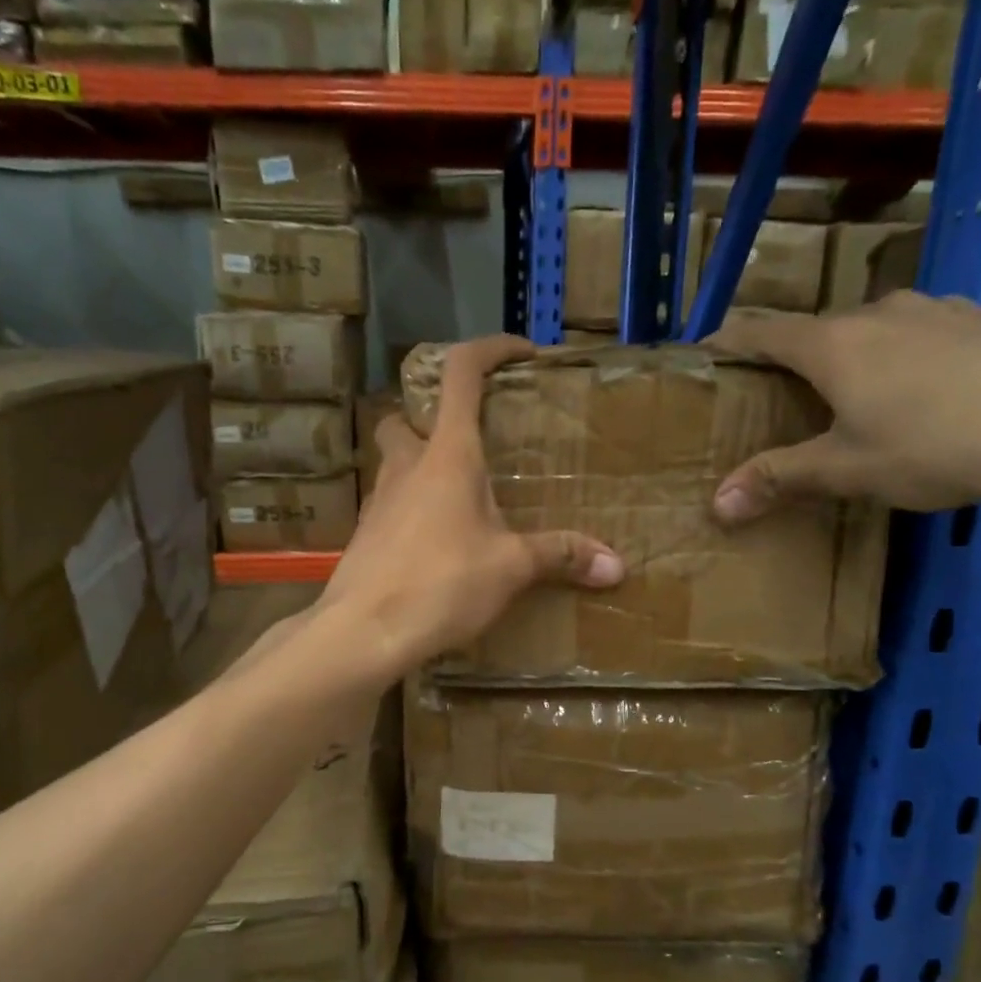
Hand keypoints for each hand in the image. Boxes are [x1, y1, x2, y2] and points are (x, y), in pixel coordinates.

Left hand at [317, 335, 623, 678]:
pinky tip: (437, 545)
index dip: (490, 350)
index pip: (461, 373)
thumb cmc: (441, 583)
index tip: (520, 354)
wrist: (363, 632)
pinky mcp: (365, 536)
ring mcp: (378, 501)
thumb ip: (560, 556)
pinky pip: (390, 507)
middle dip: (434, 418)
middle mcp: (406, 466)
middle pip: (407, 418)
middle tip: (472, 444)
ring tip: (462, 500)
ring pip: (395, 464)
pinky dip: (413, 511)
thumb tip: (617, 565)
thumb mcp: (510, 567)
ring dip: (422, 467)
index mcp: (447, 455)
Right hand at [708, 292, 980, 518]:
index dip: (733, 339)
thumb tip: (717, 504)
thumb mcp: (845, 471)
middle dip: (806, 354)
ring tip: (875, 383)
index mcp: (835, 345)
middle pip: (827, 327)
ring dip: (872, 347)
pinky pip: (949, 328)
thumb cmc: (930, 445)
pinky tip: (951, 377)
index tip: (710, 347)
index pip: (766, 332)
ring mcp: (946, 308)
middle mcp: (884, 312)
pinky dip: (933, 348)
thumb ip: (779, 479)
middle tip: (797, 387)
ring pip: (889, 323)